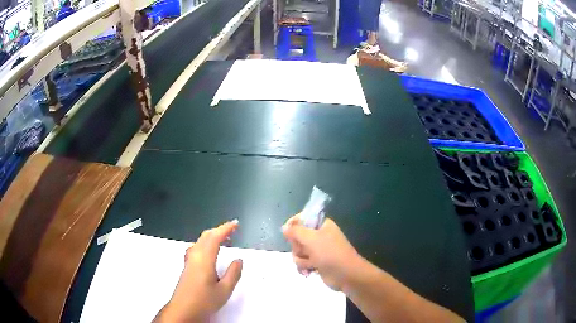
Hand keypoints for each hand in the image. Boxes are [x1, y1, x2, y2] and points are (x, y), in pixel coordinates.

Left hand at [154, 220, 242, 322]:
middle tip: (231, 229)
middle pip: (205, 236)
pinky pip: (196, 247)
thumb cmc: (204, 300)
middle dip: (218, 230)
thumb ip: (233, 273)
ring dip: (211, 236)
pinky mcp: (187, 266)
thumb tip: (238, 260)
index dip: (225, 228)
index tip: (235, 224)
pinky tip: (208, 251)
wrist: (183, 309)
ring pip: (200, 241)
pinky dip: (205, 243)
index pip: (215, 237)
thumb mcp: (224, 290)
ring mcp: (189, 261)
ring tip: (222, 239)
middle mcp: (195, 256)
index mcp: (204, 259)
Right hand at [282, 215, 361, 290]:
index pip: (302, 218)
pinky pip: (302, 262)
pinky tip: (308, 272)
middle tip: (305, 251)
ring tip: (310, 264)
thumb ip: (295, 231)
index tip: (288, 233)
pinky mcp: (316, 263)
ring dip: (301, 259)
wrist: (347, 275)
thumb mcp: (311, 239)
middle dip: (297, 247)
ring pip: (298, 252)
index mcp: (321, 225)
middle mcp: (319, 236)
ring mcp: (318, 250)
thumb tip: (284, 227)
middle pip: (297, 237)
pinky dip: (303, 267)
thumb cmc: (330, 253)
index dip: (293, 225)